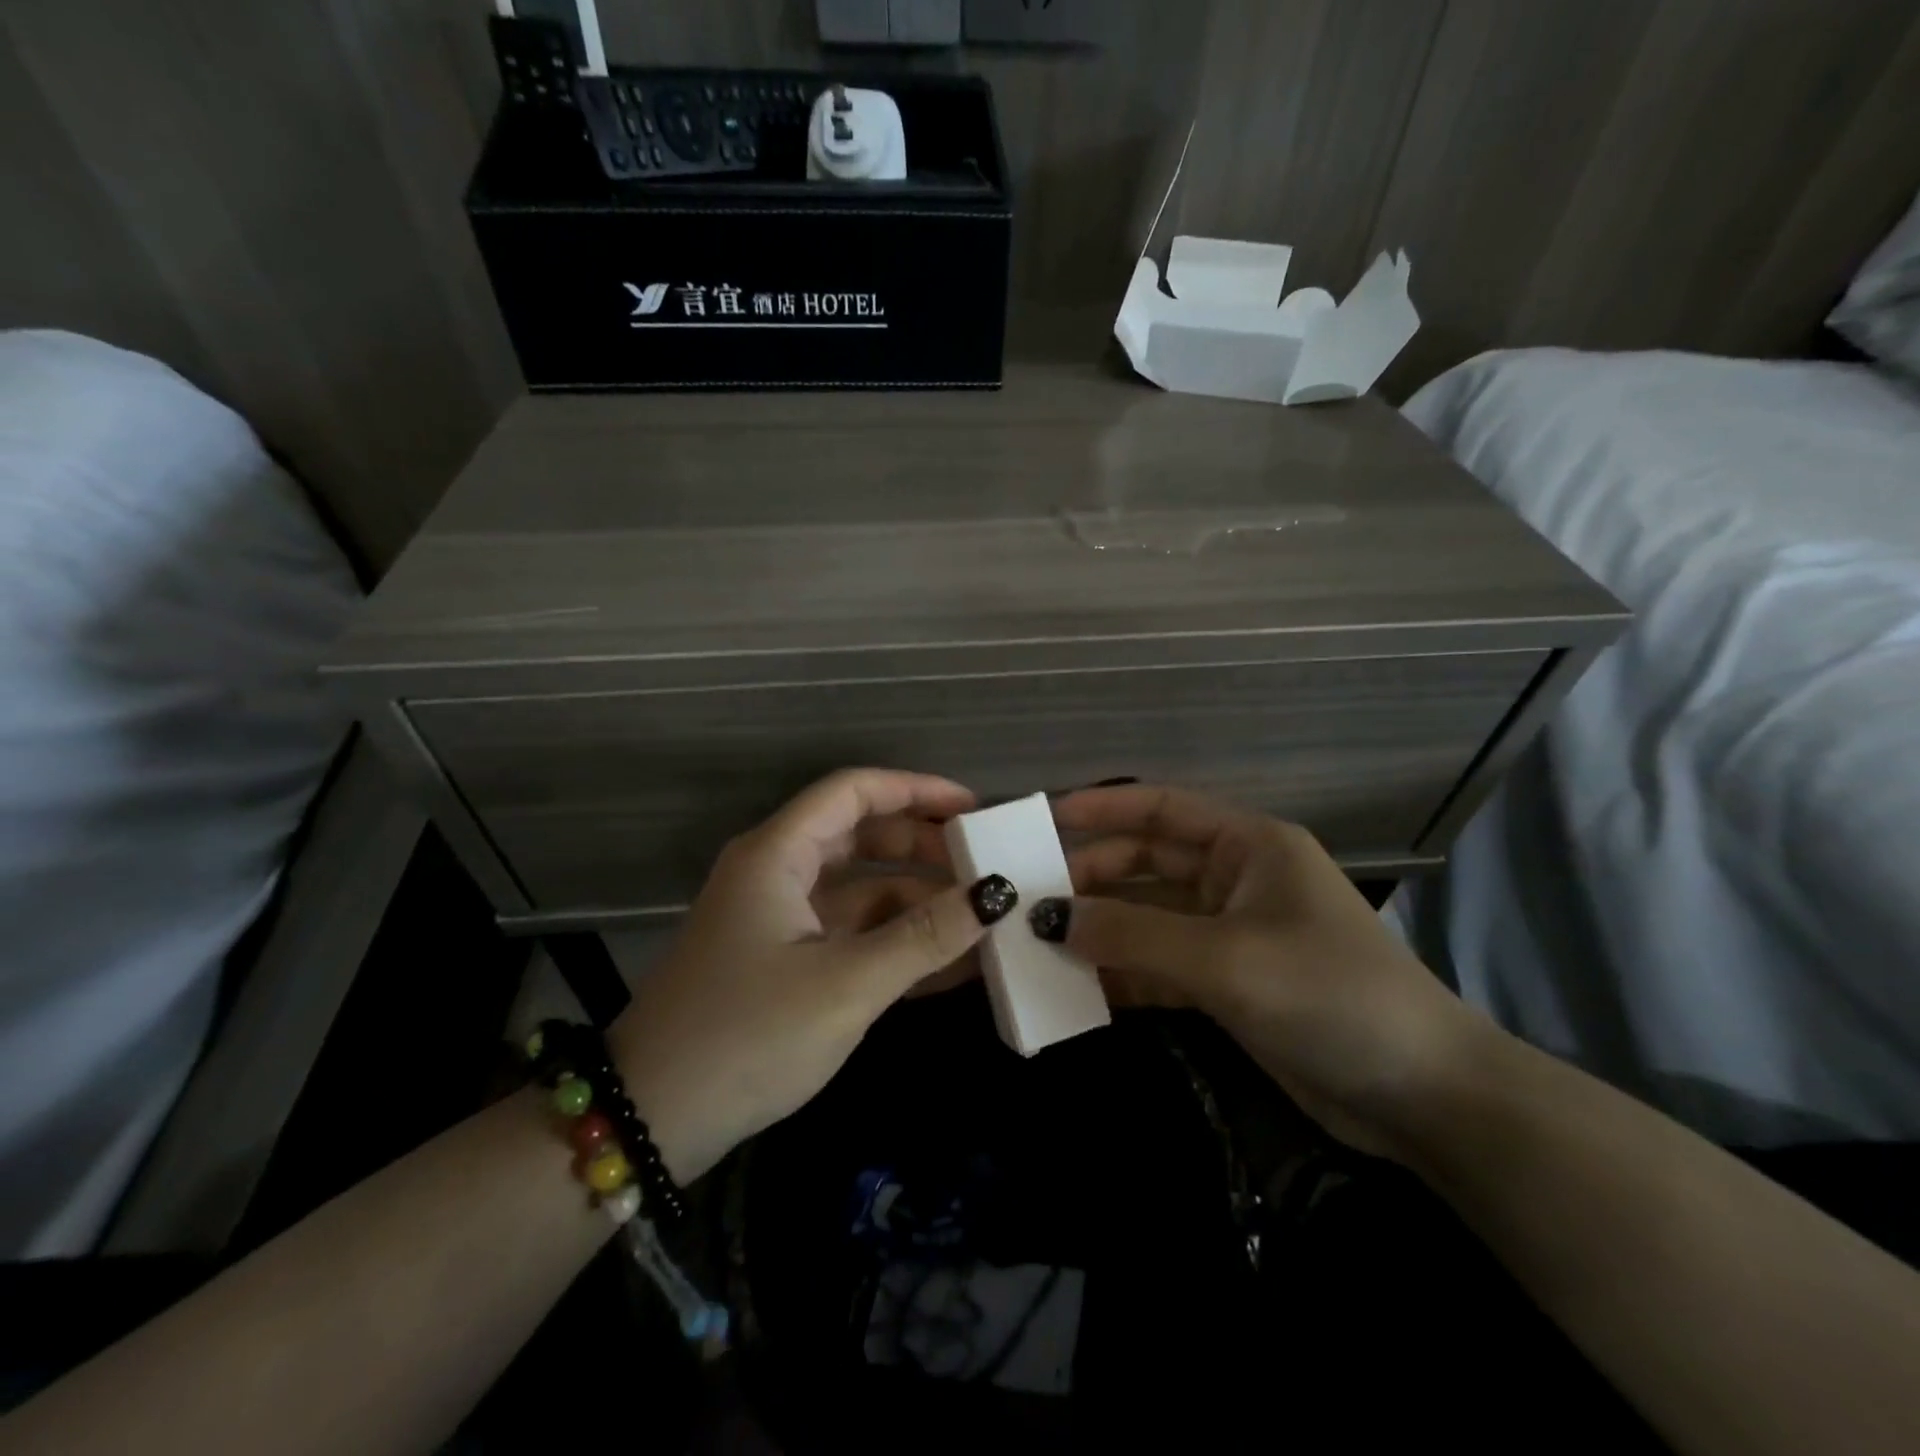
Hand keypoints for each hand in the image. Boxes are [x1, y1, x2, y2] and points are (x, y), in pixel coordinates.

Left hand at [609, 769, 1015, 1181]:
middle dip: (924, 850)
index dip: (916, 790)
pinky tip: (951, 964)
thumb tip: (996, 893)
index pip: (853, 792)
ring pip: (861, 891)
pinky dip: (896, 943)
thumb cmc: (747, 1035)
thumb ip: (924, 936)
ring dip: (918, 904)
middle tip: (985, 868)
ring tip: (982, 921)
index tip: (973, 810)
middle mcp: (777, 874)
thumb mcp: (846, 984)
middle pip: (861, 837)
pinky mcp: (785, 963)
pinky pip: (852, 936)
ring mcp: (780, 921)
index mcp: (778, 854)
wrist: (651, 1122)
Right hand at [1045, 784, 1493, 1158]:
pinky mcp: (1228, 984)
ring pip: (1148, 918)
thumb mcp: (1226, 959)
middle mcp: (1236, 879)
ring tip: (1038, 945)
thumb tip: (1050, 919)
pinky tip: (1079, 989)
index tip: (1041, 819)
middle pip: (1146, 864)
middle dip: (1091, 878)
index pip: (1161, 808)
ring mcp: (1230, 934)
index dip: (1100, 808)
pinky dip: (1123, 973)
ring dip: (1101, 930)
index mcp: (1248, 845)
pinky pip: (1160, 965)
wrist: (1424, 1098)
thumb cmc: (1330, 996)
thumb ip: (1134, 936)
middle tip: (1028, 900)